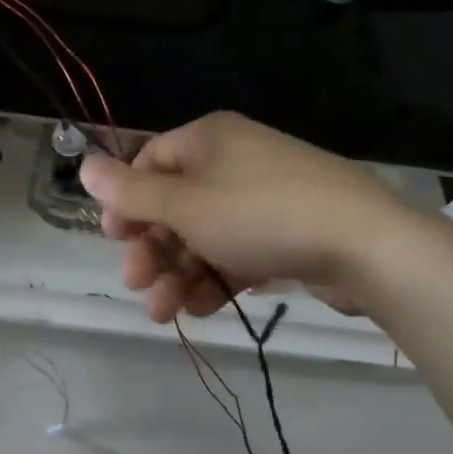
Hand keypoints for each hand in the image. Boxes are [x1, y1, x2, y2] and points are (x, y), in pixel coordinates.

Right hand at [78, 112, 452, 321]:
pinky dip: (215, 279)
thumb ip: (131, 193)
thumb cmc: (260, 213)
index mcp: (208, 139)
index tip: (114, 239)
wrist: (369, 245)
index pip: (150, 161)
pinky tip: (201, 310)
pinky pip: (237, 251)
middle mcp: (233, 161)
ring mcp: (263, 197)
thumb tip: (84, 165)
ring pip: (205, 234)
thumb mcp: (186, 206)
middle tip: (136, 284)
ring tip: (164, 314)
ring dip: (178, 272)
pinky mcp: (288, 232)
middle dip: (152, 248)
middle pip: (175, 203)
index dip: (126, 201)